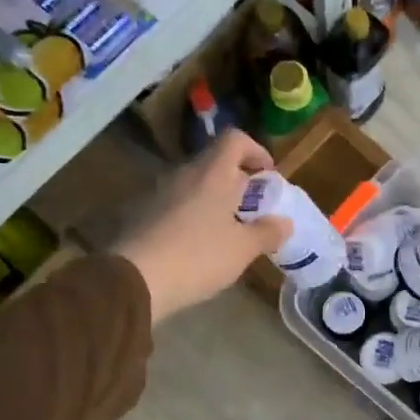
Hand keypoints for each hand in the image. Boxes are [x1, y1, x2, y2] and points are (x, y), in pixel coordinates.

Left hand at [115, 129, 291, 323]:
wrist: (134, 280)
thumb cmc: (198, 257)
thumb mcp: (243, 249)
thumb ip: (267, 232)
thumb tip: (284, 222)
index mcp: (212, 173)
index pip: (235, 139)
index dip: (256, 151)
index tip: (268, 175)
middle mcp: (183, 174)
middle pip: (215, 163)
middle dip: (238, 181)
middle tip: (253, 210)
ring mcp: (158, 193)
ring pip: (194, 186)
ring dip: (214, 200)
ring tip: (228, 232)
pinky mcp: (142, 215)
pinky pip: (176, 205)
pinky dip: (193, 216)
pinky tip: (198, 246)